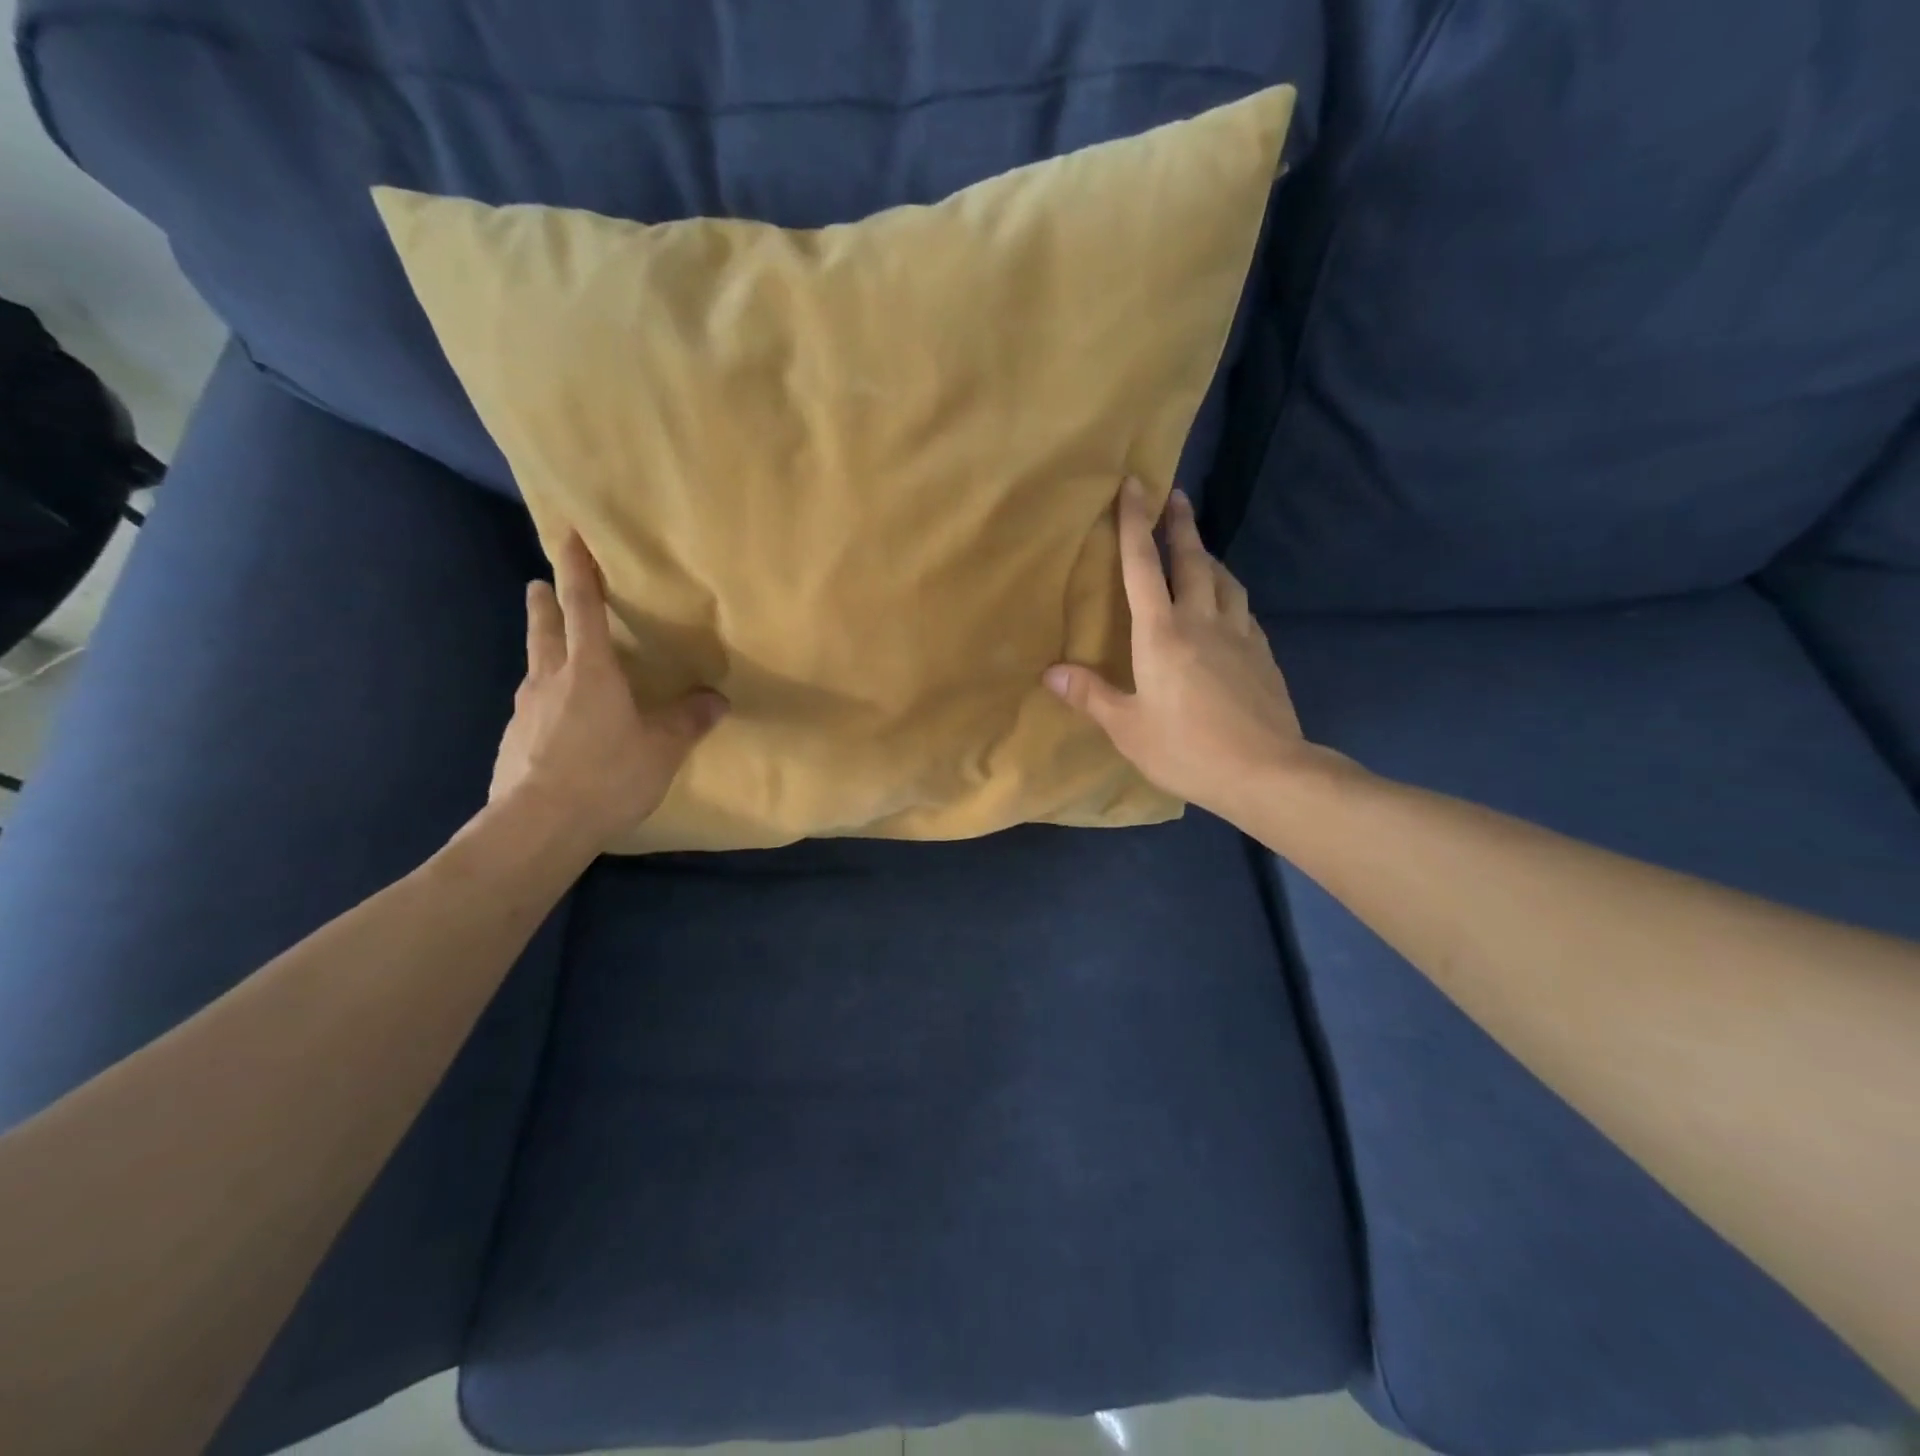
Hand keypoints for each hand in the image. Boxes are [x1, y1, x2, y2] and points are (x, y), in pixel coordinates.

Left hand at [490, 531, 725, 846]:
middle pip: (545, 630)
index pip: (583, 607)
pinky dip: (545, 699)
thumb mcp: (662, 749)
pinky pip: (533, 708)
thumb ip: (689, 721)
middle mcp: (551, 680)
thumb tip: (717, 700)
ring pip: (535, 668)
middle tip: (538, 584)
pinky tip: (556, 722)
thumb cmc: (607, 775)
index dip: (578, 570)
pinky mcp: (513, 741)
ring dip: (543, 651)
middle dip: (546, 604)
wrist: (538, 826)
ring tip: (554, 655)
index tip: (569, 537)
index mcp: (590, 671)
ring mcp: (526, 711)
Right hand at [1046, 478, 1319, 818]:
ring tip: (1199, 549)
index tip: (1135, 484)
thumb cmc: (1186, 749)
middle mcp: (1202, 621)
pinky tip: (1227, 605)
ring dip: (1209, 556)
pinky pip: (1242, 609)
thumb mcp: (1128, 728)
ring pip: (1224, 580)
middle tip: (1175, 495)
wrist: (1265, 771)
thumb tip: (1050, 671)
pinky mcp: (1262, 654)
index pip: (1143, 567)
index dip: (1134, 524)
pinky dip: (1229, 594)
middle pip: (1192, 560)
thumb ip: (1090, 695)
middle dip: (1180, 524)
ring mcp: (1238, 635)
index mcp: (1162, 634)